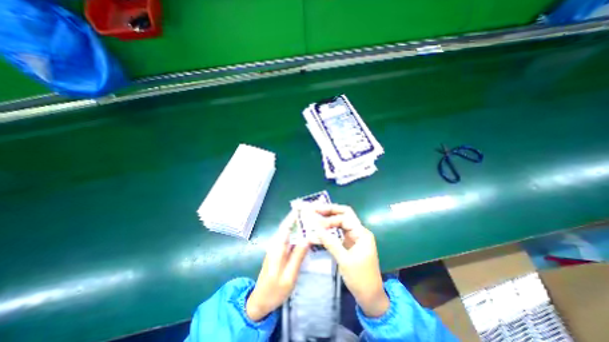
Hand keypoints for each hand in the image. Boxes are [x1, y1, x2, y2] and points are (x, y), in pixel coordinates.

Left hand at [245, 210, 309, 321]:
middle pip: (287, 226)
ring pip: (288, 231)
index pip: (286, 226)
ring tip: (310, 217)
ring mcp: (277, 247)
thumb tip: (308, 238)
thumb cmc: (274, 290)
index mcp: (278, 248)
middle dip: (297, 216)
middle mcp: (276, 244)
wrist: (260, 302)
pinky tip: (305, 232)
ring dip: (298, 222)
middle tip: (311, 210)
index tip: (303, 206)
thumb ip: (298, 256)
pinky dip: (297, 232)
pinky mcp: (279, 251)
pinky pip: (289, 237)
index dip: (294, 215)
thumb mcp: (289, 276)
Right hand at [314, 204, 389, 316]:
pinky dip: (329, 229)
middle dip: (329, 211)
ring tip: (315, 216)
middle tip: (315, 209)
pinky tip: (320, 228)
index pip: (345, 218)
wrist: (370, 297)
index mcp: (362, 233)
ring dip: (328, 219)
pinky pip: (338, 232)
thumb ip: (330, 242)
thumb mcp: (344, 260)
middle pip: (344, 215)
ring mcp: (354, 237)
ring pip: (340, 222)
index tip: (316, 224)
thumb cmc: (360, 278)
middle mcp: (358, 231)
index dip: (330, 219)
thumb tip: (315, 229)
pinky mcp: (349, 243)